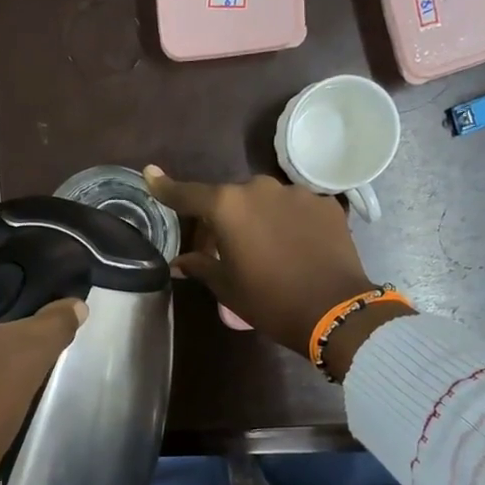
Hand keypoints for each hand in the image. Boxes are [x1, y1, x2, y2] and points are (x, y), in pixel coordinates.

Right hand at [145, 166, 404, 371]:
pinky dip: (287, 223)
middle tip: (221, 250)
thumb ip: (201, 266)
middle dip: (222, 219)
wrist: (334, 310)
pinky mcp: (326, 204)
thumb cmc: (269, 301)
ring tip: (265, 251)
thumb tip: (179, 261)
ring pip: (265, 202)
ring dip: (258, 219)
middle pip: (230, 199)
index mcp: (228, 207)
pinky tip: (294, 248)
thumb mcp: (227, 287)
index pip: (188, 194)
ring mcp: (297, 193)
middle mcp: (260, 189)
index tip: (150, 175)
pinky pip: (295, 209)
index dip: (166, 187)